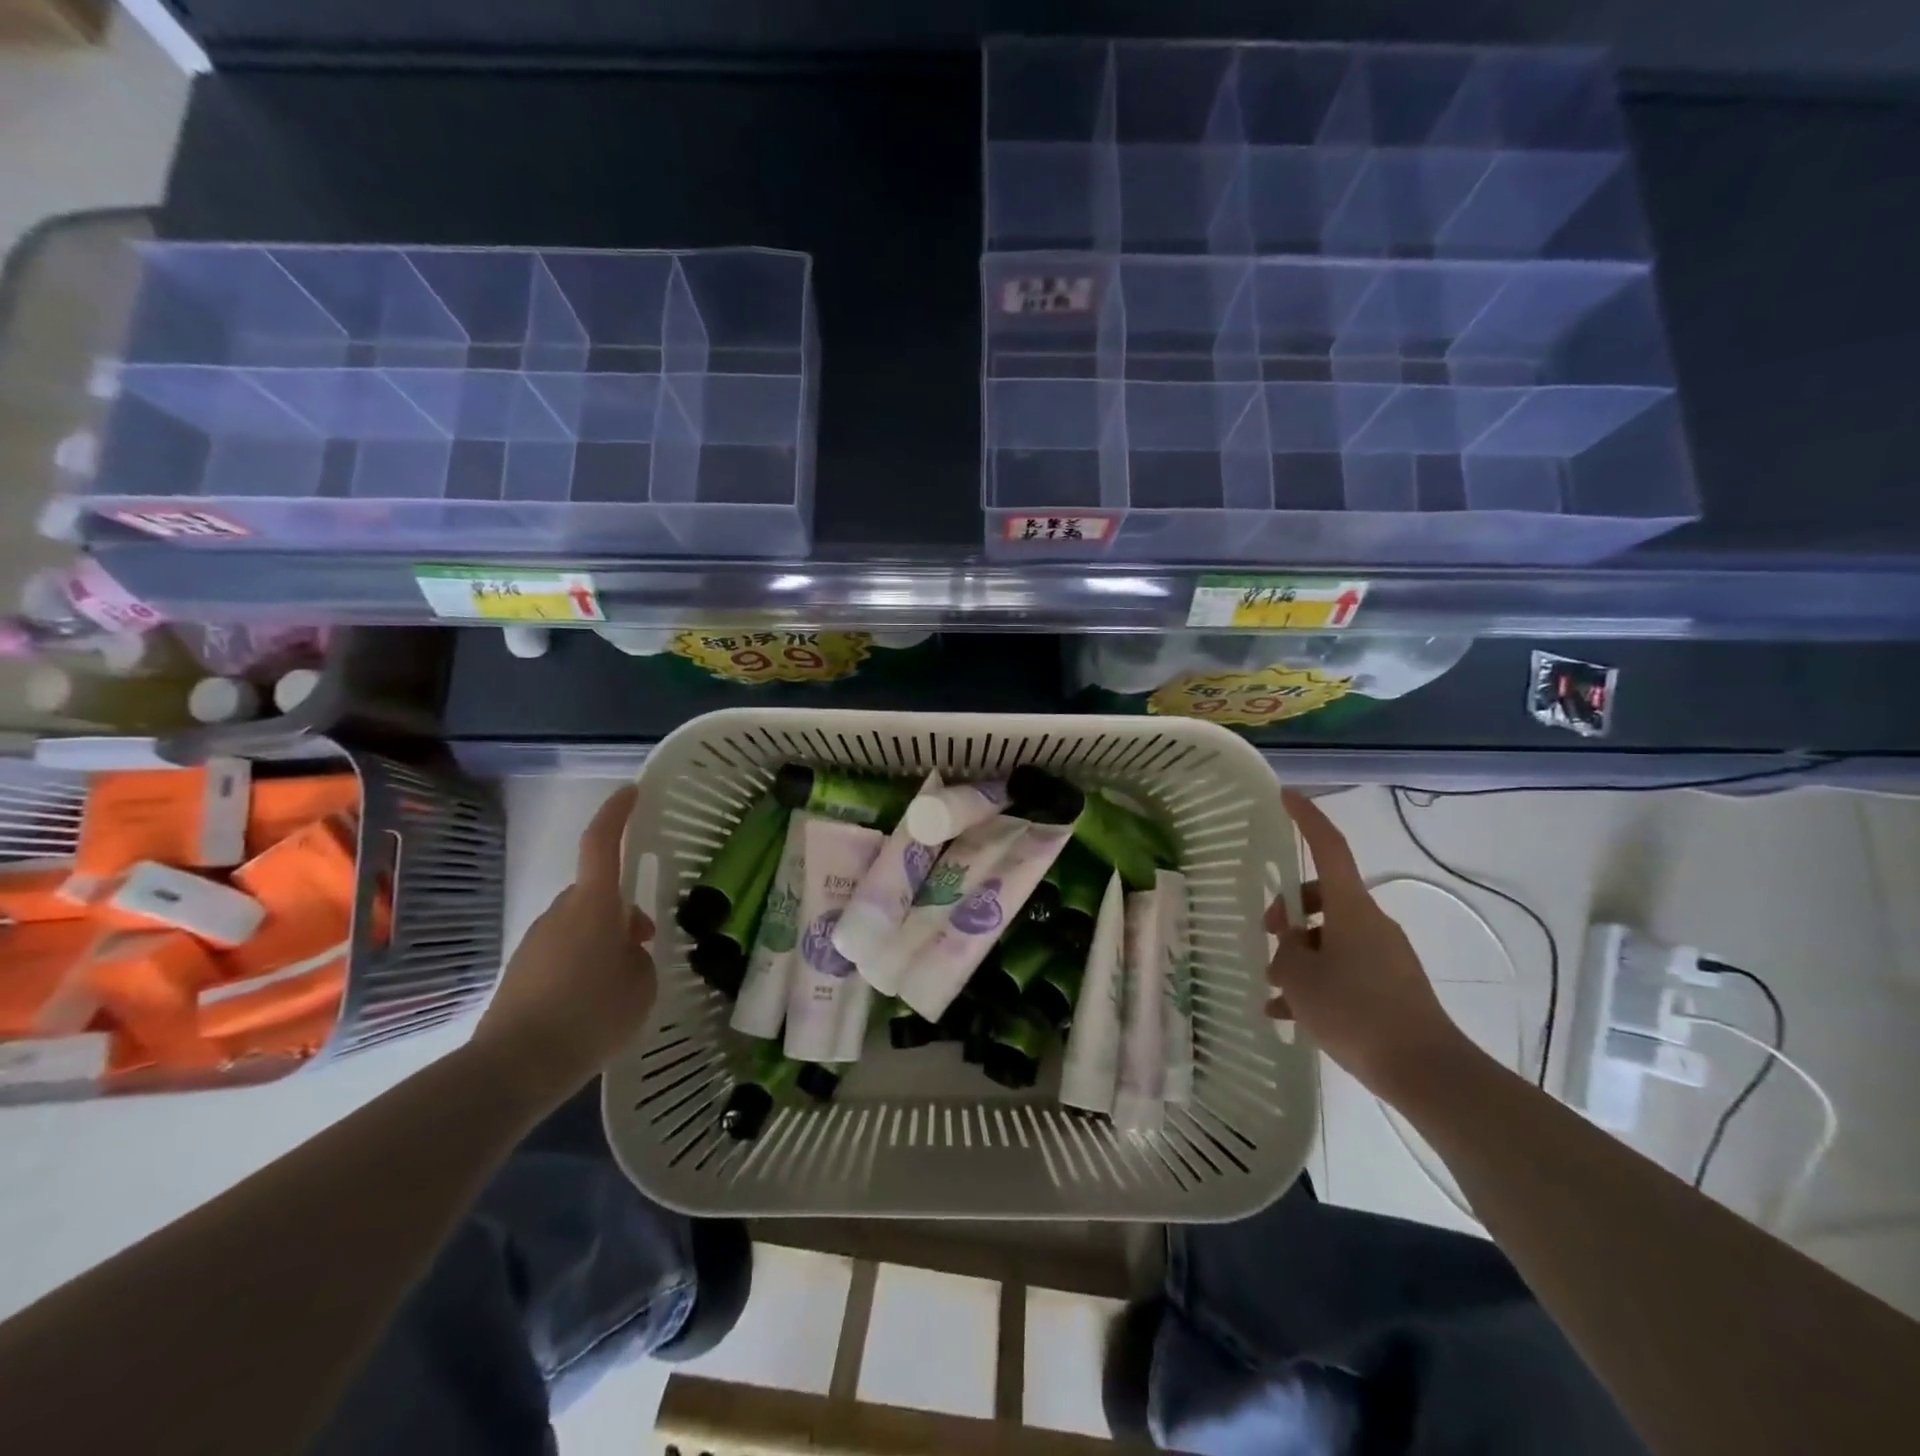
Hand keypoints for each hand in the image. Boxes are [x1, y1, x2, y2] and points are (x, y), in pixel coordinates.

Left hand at [471, 785, 656, 1107]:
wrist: (515, 1067)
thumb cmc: (592, 1015)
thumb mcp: (642, 985)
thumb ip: (639, 956)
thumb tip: (625, 951)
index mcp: (594, 905)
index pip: (602, 843)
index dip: (617, 813)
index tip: (631, 791)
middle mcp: (561, 912)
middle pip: (596, 891)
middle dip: (621, 906)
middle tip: (646, 938)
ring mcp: (537, 941)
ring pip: (580, 922)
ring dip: (603, 937)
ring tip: (623, 980)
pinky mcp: (522, 970)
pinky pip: (563, 949)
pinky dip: (583, 961)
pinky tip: (594, 1000)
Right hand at [1268, 789, 1471, 1102]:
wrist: (1426, 1071)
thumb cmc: (1356, 1011)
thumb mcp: (1301, 979)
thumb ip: (1285, 954)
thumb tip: (1290, 947)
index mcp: (1351, 909)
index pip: (1329, 848)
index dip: (1307, 819)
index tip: (1286, 795)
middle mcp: (1370, 923)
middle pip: (1323, 897)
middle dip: (1288, 910)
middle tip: (1265, 934)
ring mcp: (1383, 955)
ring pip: (1329, 938)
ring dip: (1298, 955)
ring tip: (1270, 989)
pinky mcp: (1389, 987)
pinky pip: (1343, 970)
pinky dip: (1316, 984)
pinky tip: (1288, 1016)